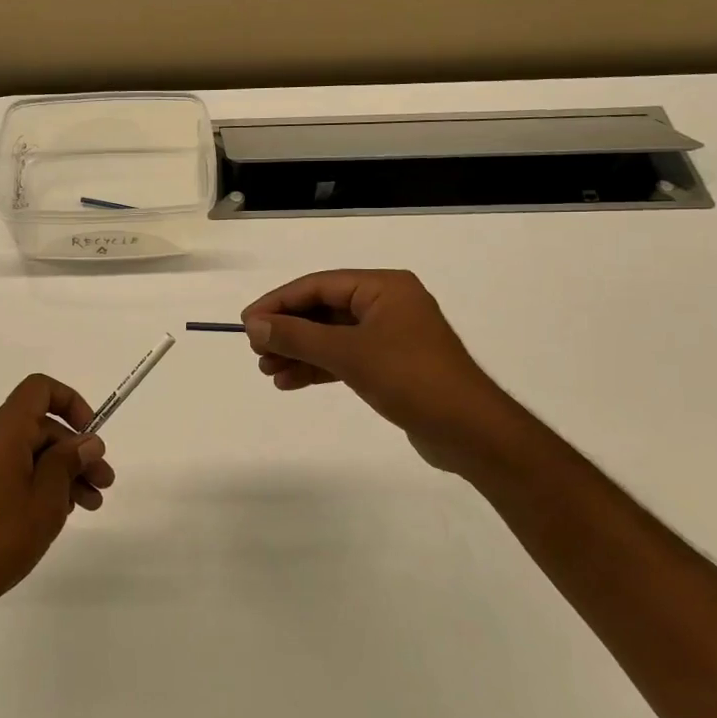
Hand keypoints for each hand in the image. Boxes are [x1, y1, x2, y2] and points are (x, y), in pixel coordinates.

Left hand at [0, 374, 115, 623]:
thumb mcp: (46, 500)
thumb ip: (68, 463)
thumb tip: (87, 441)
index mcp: (1, 431)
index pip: (39, 389)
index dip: (70, 402)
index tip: (90, 435)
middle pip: (37, 427)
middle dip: (74, 451)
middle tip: (103, 483)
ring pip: (26, 452)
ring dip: (59, 471)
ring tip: (89, 505)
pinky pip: (8, 469)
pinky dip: (35, 481)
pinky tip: (56, 512)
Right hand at [241, 269, 520, 471]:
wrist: (470, 431)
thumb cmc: (410, 378)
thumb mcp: (348, 354)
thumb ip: (297, 337)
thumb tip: (254, 326)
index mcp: (383, 287)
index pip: (318, 286)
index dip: (278, 303)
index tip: (247, 322)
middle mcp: (387, 304)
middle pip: (323, 310)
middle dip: (288, 331)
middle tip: (255, 350)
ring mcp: (391, 336)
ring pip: (332, 336)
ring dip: (299, 351)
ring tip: (268, 370)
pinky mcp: (392, 365)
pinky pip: (345, 357)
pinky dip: (318, 367)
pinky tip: (290, 382)